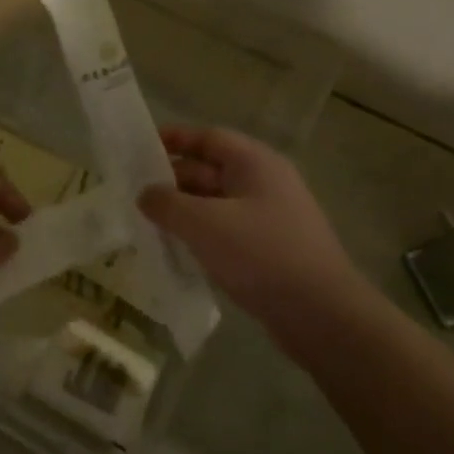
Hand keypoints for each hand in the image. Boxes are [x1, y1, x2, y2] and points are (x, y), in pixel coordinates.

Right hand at [138, 126, 373, 337]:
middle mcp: (265, 184)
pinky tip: (175, 249)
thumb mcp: (203, 223)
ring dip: (183, 210)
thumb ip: (167, 204)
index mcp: (255, 164)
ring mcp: (269, 219)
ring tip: (146, 221)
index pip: (209, 138)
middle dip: (172, 178)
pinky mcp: (269, 251)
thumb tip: (145, 194)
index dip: (174, 138)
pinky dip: (200, 234)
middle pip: (210, 170)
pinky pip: (226, 231)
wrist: (321, 315)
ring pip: (216, 204)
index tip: (138, 148)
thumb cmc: (260, 254)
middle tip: (132, 190)